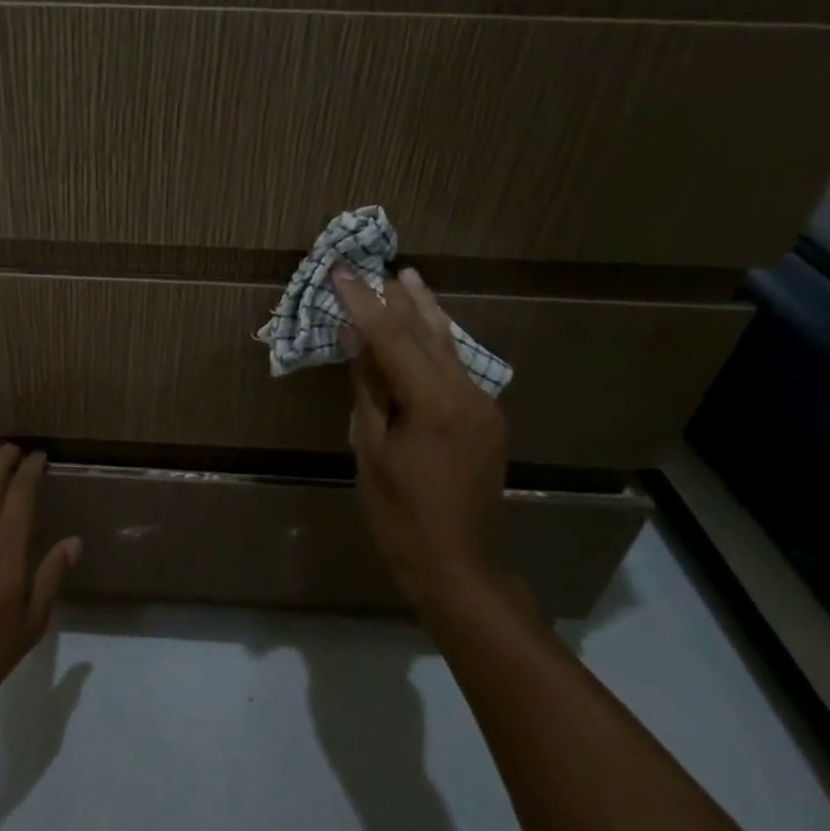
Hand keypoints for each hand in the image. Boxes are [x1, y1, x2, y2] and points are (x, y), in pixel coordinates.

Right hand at [333, 265, 508, 617]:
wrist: (457, 564)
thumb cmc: (400, 514)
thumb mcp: (371, 450)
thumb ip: (368, 390)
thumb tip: (356, 340)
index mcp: (435, 404)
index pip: (392, 339)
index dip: (363, 304)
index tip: (341, 273)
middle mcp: (468, 395)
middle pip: (428, 334)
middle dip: (397, 300)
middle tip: (377, 266)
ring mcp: (484, 407)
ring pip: (450, 348)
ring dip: (426, 313)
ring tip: (410, 279)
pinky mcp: (488, 421)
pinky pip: (459, 370)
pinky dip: (436, 345)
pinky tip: (427, 331)